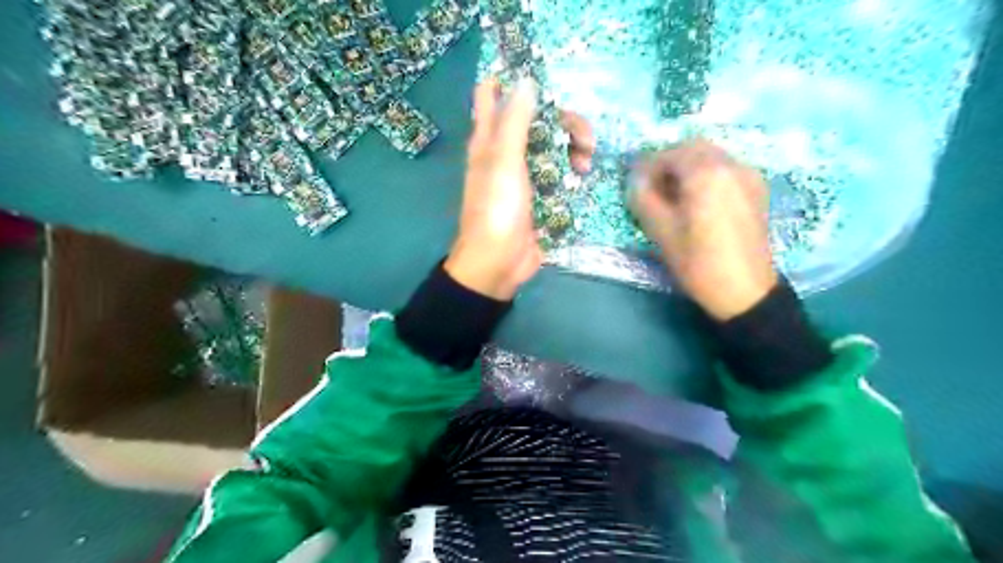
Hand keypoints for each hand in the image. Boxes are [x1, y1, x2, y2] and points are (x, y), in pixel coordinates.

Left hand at [447, 77, 593, 302]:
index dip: (515, 82)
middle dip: (565, 123)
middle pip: (539, 119)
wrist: (499, 262)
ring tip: (586, 165)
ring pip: (553, 145)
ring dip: (574, 148)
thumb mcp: (503, 161)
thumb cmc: (497, 209)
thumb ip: (514, 122)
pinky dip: (572, 170)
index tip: (546, 85)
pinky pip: (560, 172)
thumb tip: (527, 81)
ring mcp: (525, 175)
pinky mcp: (540, 195)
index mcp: (490, 140)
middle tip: (584, 140)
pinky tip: (582, 178)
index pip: (495, 96)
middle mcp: (507, 152)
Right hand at [628, 140, 777, 320]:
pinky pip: (726, 169)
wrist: (745, 291)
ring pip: (711, 157)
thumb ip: (644, 198)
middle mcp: (731, 165)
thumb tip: (635, 179)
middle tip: (654, 188)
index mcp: (706, 173)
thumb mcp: (661, 231)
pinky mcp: (757, 190)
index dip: (648, 167)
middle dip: (670, 162)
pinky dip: (707, 175)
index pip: (669, 154)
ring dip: (689, 167)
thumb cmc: (698, 262)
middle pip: (693, 148)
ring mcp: (748, 176)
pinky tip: (699, 201)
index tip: (636, 186)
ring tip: (675, 196)